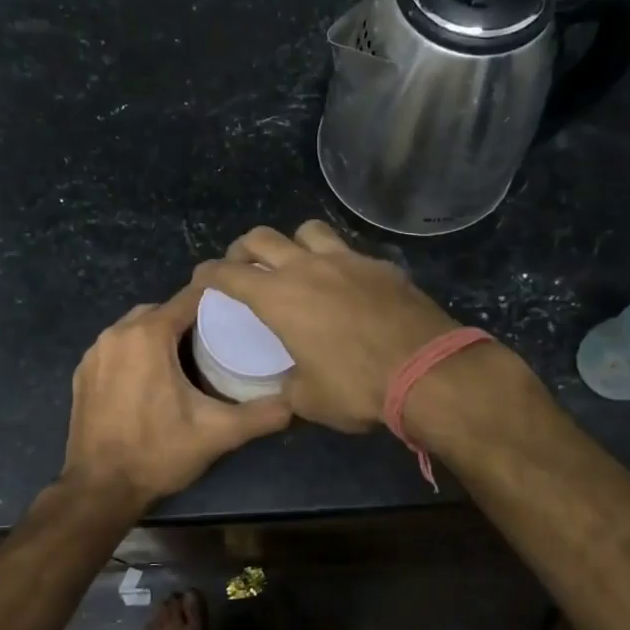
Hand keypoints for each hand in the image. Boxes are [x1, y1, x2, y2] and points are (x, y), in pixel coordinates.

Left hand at [63, 277, 291, 506]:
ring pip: (136, 328)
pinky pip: (116, 348)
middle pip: (161, 310)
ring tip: (187, 359)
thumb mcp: (217, 433)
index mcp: (148, 335)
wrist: (99, 489)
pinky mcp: (82, 373)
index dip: (216, 300)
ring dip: (159, 336)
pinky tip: (151, 379)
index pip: (189, 298)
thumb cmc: (158, 453)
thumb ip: (261, 415)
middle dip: (187, 320)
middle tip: (216, 340)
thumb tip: (297, 403)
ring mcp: (94, 353)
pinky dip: (135, 353)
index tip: (238, 310)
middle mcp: (117, 333)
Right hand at [197, 221, 462, 432]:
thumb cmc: (357, 387)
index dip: (209, 274)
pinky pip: (349, 252)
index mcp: (279, 297)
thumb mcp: (309, 399)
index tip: (202, 278)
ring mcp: (348, 260)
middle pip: (263, 237)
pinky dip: (337, 262)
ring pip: (309, 230)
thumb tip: (289, 383)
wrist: (427, 371)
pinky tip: (346, 285)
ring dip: (293, 242)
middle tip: (243, 264)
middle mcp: (308, 268)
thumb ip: (289, 385)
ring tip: (296, 263)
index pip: (229, 274)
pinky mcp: (381, 265)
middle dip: (244, 248)